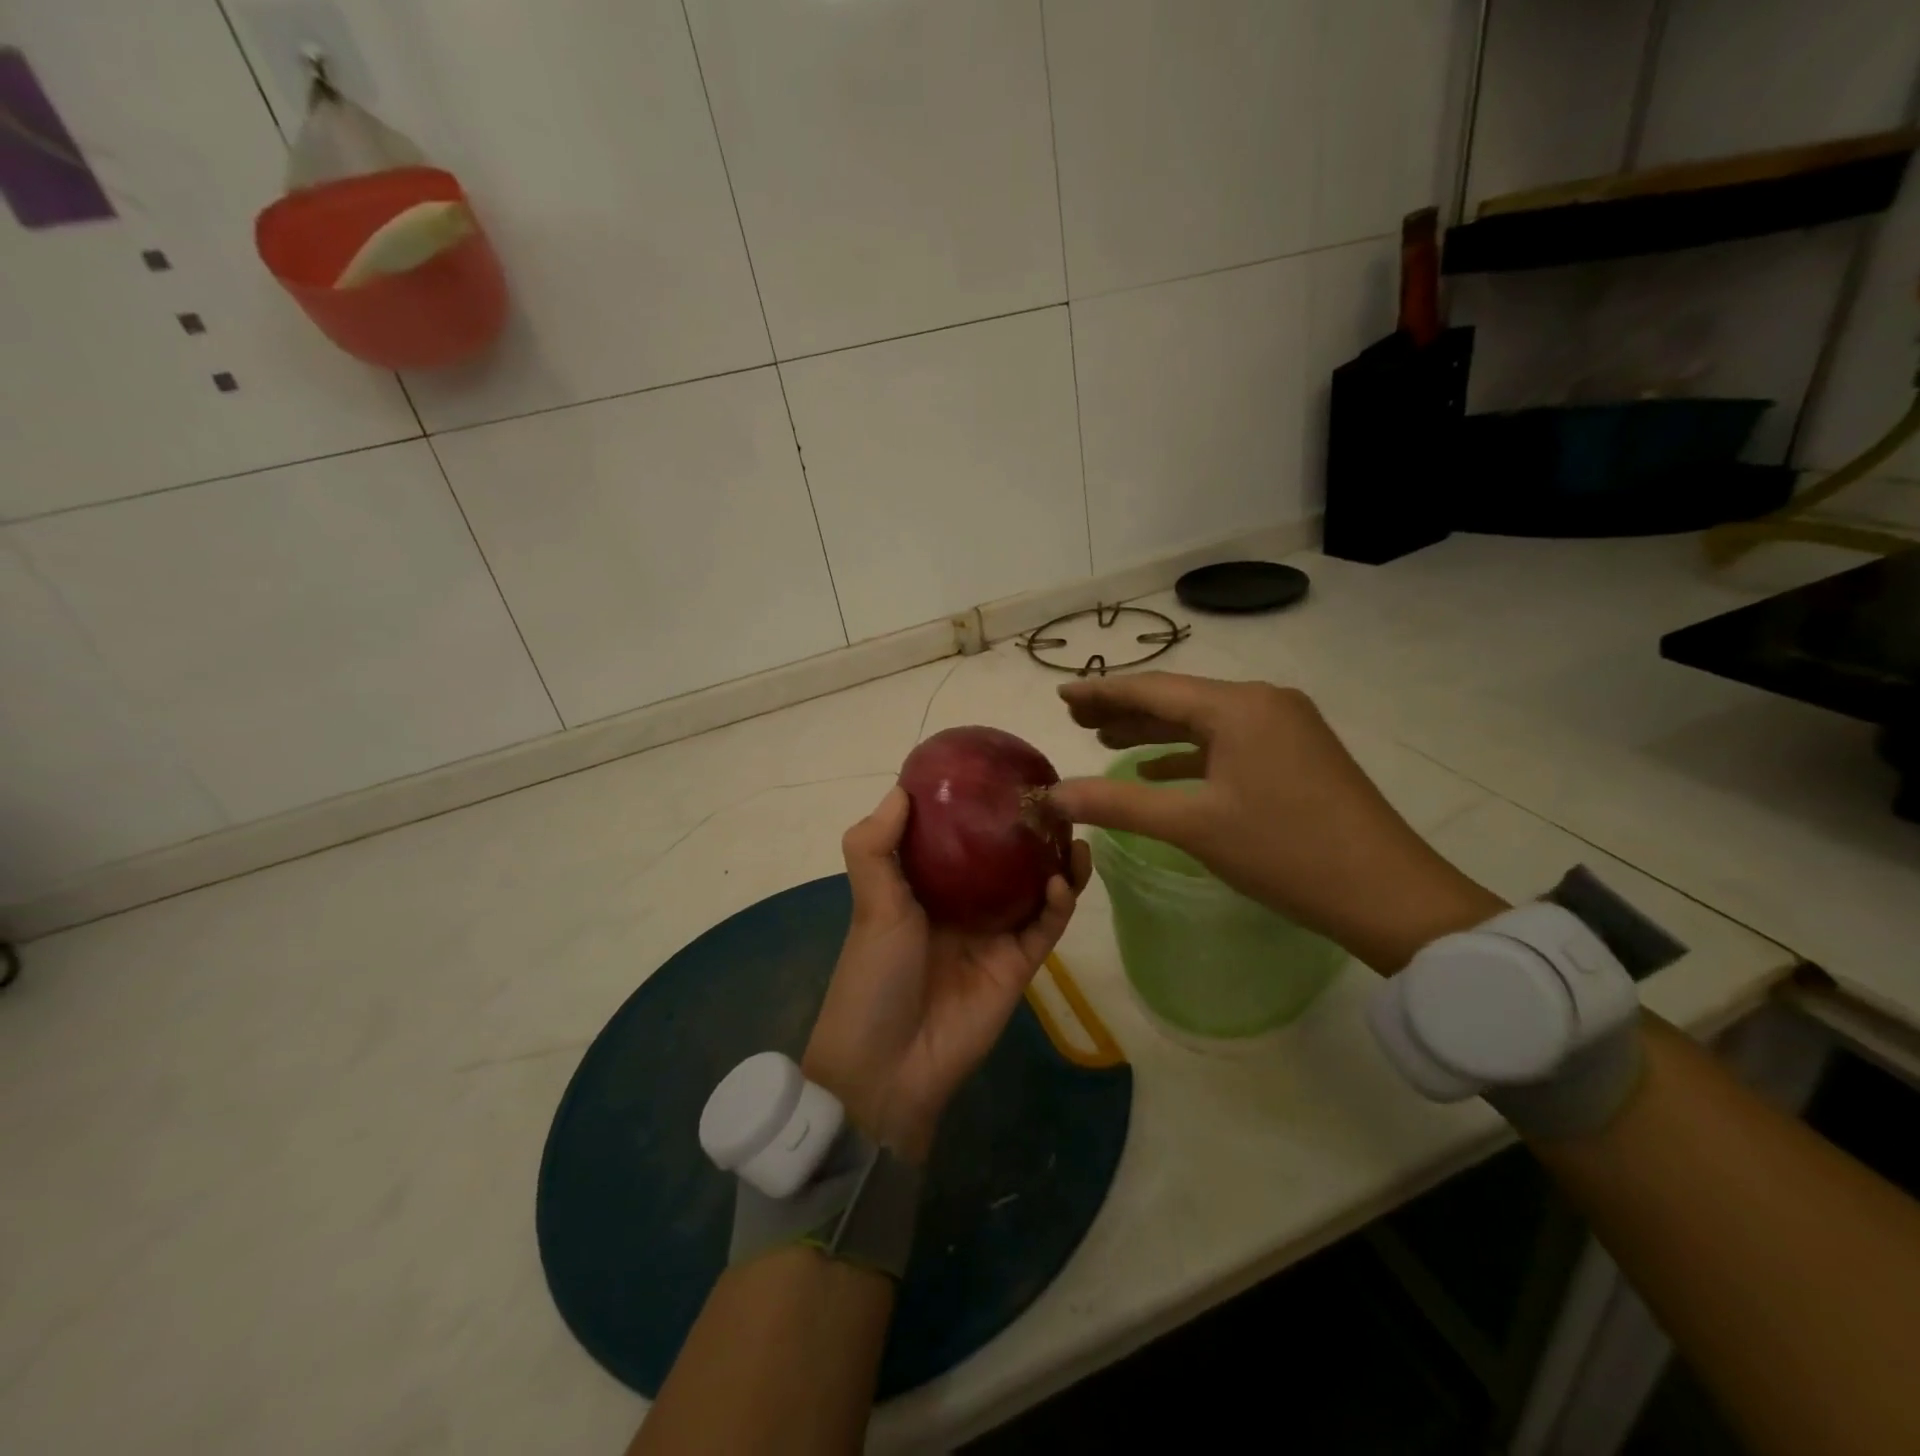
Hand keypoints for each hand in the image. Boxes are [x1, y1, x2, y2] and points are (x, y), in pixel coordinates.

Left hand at [803, 787, 1090, 1163]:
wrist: (889, 1065)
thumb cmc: (875, 974)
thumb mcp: (870, 902)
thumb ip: (876, 846)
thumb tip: (901, 789)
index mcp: (924, 887)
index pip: (956, 838)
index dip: (975, 809)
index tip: (998, 775)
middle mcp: (962, 905)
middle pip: (1003, 861)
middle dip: (1027, 834)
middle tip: (1052, 803)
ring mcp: (993, 935)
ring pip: (1034, 890)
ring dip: (1055, 863)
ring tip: (1073, 834)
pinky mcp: (1018, 964)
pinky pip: (1046, 927)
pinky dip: (1059, 903)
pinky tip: (1063, 877)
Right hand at [1048, 672, 1503, 972]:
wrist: (1389, 894)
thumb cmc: (1285, 852)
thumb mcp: (1193, 826)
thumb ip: (1117, 804)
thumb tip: (1053, 795)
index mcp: (1238, 707)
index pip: (1152, 689)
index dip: (1101, 692)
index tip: (1061, 694)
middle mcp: (1263, 702)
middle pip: (1178, 699)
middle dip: (1124, 708)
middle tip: (1075, 717)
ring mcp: (1286, 726)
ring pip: (1203, 721)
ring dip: (1155, 730)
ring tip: (1104, 737)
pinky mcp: (1297, 753)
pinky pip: (1229, 742)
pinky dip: (1189, 753)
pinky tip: (1157, 769)